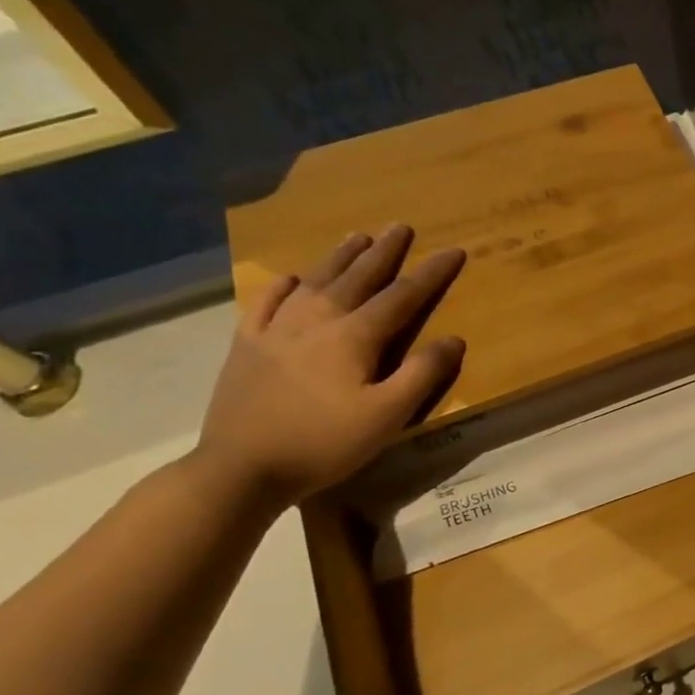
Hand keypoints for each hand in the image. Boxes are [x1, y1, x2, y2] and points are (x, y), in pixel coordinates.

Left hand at [195, 226, 466, 506]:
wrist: (241, 468)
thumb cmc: (325, 443)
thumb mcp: (388, 415)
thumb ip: (423, 374)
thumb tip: (453, 339)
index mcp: (355, 336)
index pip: (403, 296)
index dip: (431, 273)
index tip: (454, 251)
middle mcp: (317, 320)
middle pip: (358, 277)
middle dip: (384, 251)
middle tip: (401, 226)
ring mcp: (276, 330)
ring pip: (314, 281)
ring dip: (339, 257)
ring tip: (357, 237)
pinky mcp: (246, 346)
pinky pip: (266, 303)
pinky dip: (283, 286)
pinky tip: (290, 279)